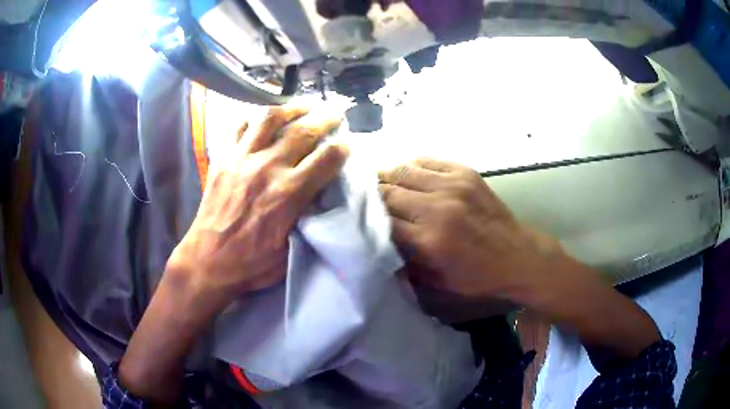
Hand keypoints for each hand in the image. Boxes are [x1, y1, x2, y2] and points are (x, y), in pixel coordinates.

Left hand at [120, 107, 347, 403]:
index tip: (348, 143)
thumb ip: (306, 217)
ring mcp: (242, 159)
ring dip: (291, 108)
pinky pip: (238, 127)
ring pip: (270, 119)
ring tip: (303, 106)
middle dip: (325, 119)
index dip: (343, 147)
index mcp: (289, 193)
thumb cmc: (251, 263)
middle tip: (335, 113)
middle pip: (303, 131)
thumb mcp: (290, 248)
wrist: (208, 260)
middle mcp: (268, 168)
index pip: (327, 159)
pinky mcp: (223, 158)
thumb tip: (318, 194)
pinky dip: (252, 118)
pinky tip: (262, 119)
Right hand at [379, 158, 659, 362]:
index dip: (363, 217)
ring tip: (379, 183)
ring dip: (387, 177)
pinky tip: (407, 175)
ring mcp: (454, 185)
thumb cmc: (479, 278)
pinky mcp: (466, 173)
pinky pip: (427, 161)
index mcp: (430, 241)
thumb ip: (405, 263)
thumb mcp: (437, 285)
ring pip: (403, 170)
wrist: (520, 257)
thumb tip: (377, 241)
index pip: (381, 220)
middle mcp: (438, 208)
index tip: (352, 215)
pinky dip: (411, 166)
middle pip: (388, 191)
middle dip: (371, 195)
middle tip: (360, 197)